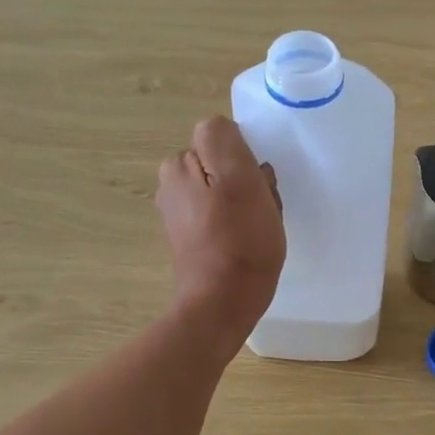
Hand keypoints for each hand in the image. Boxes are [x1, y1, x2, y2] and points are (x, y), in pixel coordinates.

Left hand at [157, 117, 284, 354]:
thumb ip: (224, 140)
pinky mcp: (192, 241)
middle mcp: (171, 186)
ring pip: (228, 193)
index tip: (259, 185)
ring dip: (248, 205)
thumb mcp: (239, 178)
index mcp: (178, 165)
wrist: (223, 303)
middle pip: (225, 167)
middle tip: (262, 210)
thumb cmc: (239, 240)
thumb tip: (221, 130)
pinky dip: (240, 226)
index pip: (224, 141)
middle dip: (248, 183)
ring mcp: (181, 216)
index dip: (247, 160)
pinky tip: (250, 244)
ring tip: (259, 230)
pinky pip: (224, 218)